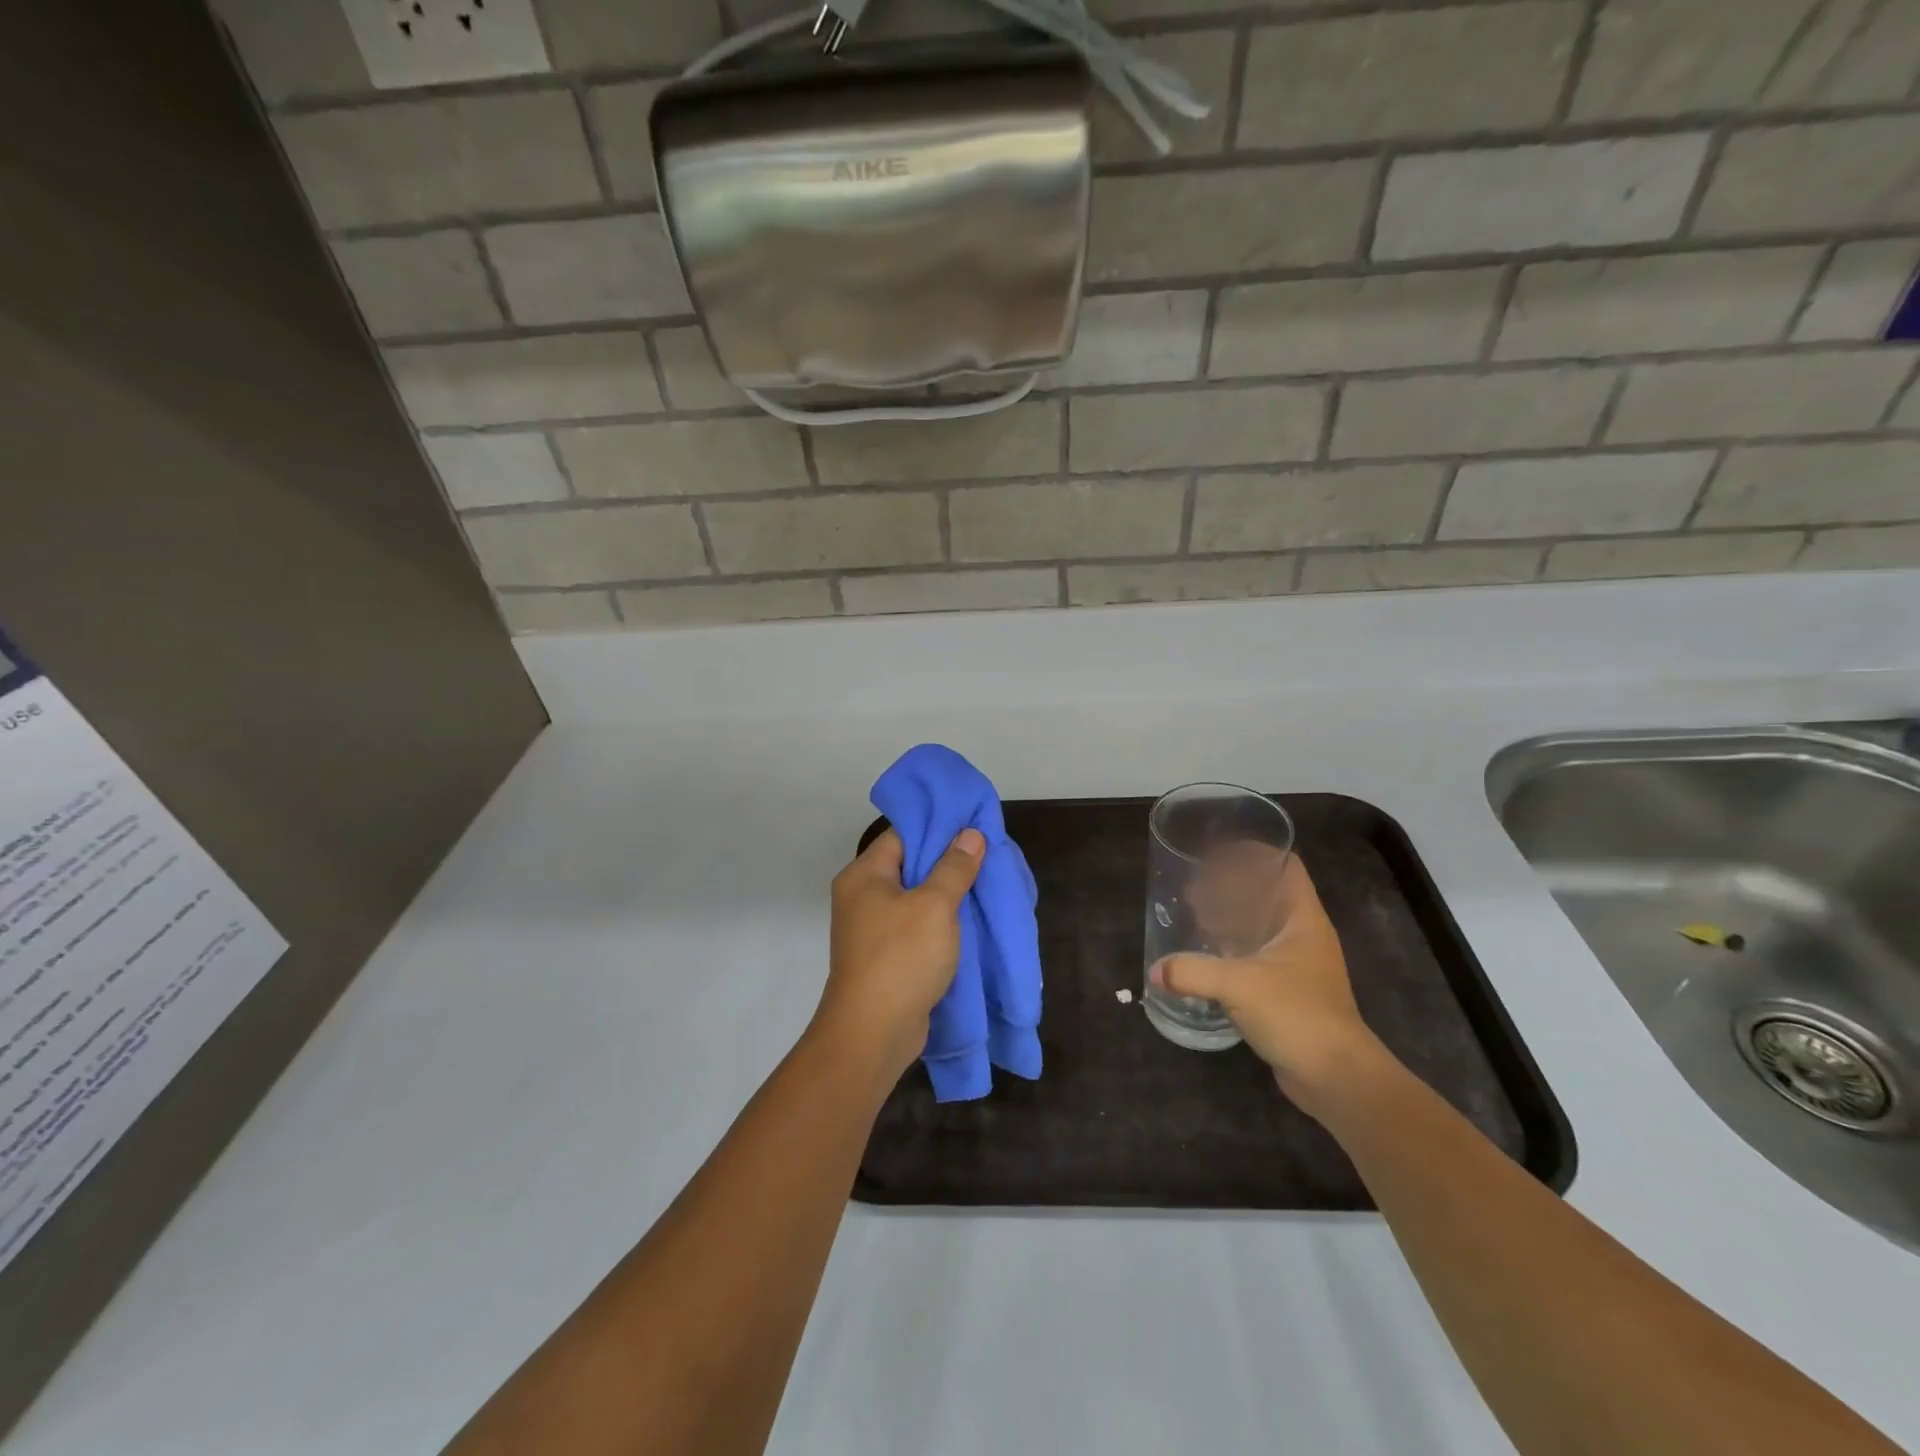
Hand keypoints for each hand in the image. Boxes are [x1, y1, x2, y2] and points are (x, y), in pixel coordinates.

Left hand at [816, 827, 984, 1077]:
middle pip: (909, 865)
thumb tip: (970, 834)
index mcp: (864, 875)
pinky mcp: (885, 956)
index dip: (939, 827)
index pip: (902, 834)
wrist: (873, 1034)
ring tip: (985, 886)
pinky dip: (940, 923)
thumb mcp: (935, 905)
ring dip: (947, 895)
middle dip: (948, 863)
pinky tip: (970, 922)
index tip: (973, 826)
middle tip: (986, 856)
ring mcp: (871, 929)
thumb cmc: (901, 958)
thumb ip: (954, 867)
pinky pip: (916, 927)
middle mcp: (862, 896)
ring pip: (915, 899)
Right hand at [1152, 855, 1389, 1117]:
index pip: (1284, 865)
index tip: (1214, 856)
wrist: (1336, 1077)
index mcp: (1303, 918)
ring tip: (1194, 919)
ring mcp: (1297, 964)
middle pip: (1267, 892)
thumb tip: (1156, 970)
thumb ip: (1193, 971)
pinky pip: (1255, 956)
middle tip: (1193, 891)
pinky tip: (1205, 959)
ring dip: (1229, 918)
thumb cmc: (1296, 1014)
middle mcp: (1303, 934)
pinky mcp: (1287, 991)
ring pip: (1260, 925)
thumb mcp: (1239, 984)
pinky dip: (1231, 950)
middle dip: (1230, 886)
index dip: (1252, 853)